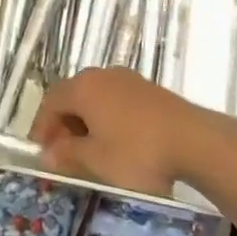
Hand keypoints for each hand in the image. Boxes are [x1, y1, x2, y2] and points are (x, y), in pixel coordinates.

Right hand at [29, 68, 212, 195]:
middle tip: (62, 153)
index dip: (42, 127)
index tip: (41, 152)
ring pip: (95, 98)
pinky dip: (107, 119)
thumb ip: (67, 155)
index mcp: (83, 87)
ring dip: (85, 122)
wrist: (194, 141)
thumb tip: (48, 154)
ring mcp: (127, 79)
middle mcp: (101, 75)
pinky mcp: (148, 89)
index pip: (50, 102)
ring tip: (89, 150)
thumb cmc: (136, 151)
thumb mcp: (96, 160)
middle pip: (72, 97)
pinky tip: (116, 142)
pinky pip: (115, 101)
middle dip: (63, 124)